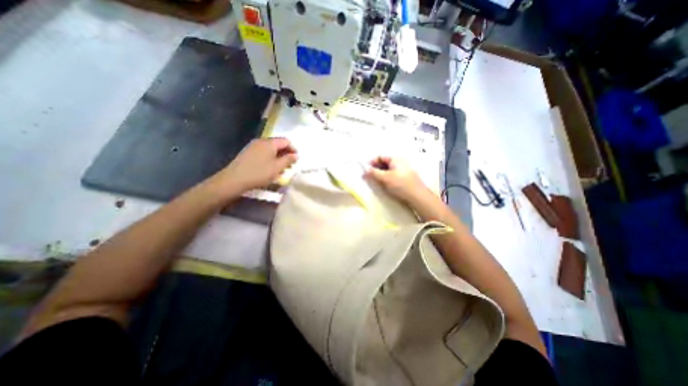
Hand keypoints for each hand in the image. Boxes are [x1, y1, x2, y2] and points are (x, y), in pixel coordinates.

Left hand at [209, 137, 294, 196]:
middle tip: (290, 165)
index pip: (286, 141)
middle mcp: (261, 141)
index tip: (297, 159)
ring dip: (279, 157)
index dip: (293, 149)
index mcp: (269, 143)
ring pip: (271, 149)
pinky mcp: (248, 153)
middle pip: (278, 144)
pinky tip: (271, 168)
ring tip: (282, 168)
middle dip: (286, 154)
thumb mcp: (277, 167)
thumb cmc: (259, 173)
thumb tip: (296, 155)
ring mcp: (253, 146)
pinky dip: (270, 158)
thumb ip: (288, 160)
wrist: (235, 179)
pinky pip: (263, 152)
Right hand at [365, 155, 427, 206]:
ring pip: (388, 170)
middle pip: (384, 163)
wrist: (417, 196)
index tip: (366, 170)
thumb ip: (373, 173)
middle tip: (369, 177)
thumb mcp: (385, 178)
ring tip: (376, 182)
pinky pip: (393, 176)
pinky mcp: (405, 179)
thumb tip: (365, 170)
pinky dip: (386, 179)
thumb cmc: (400, 185)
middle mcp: (400, 163)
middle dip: (375, 169)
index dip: (372, 162)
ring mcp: (403, 171)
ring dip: (380, 175)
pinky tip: (384, 185)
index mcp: (395, 159)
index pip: (380, 157)